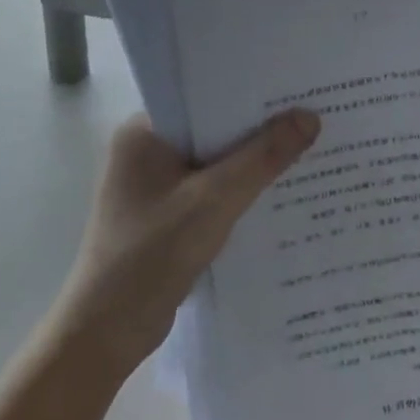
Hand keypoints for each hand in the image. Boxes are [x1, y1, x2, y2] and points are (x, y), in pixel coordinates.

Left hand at [57, 110, 321, 371]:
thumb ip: (262, 158)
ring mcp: (155, 184)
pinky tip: (280, 190)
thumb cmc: (150, 256)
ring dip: (253, 161)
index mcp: (144, 131)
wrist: (105, 333)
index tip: (297, 86)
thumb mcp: (213, 201)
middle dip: (259, 127)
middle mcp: (147, 149)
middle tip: (313, 114)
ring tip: (308, 146)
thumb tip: (310, 117)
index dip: (250, 91)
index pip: (204, 95)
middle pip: (214, 127)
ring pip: (216, 160)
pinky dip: (241, 189)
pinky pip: (212, 188)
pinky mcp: (167, 213)